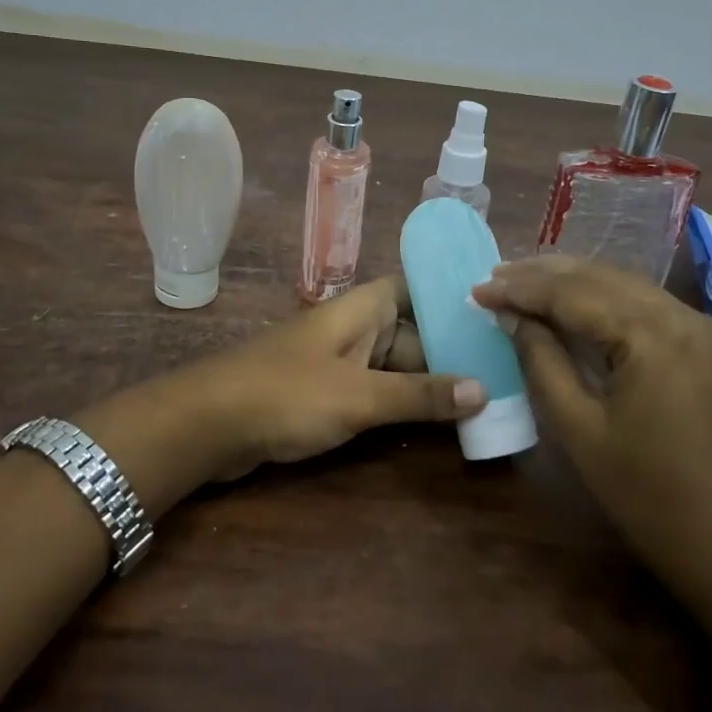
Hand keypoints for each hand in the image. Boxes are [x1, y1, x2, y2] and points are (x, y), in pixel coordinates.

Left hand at [181, 274, 487, 479]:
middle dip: (451, 352)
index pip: (416, 288)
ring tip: (484, 401)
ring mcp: (338, 361)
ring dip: (429, 383)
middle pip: (413, 332)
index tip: (494, 315)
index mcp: (362, 309)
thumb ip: (420, 394)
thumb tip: (484, 389)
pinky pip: (374, 391)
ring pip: (395, 365)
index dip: (451, 297)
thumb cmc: (286, 394)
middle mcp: (354, 328)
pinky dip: (402, 403)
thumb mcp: (359, 395)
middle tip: (505, 374)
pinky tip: (434, 423)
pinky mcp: (325, 393)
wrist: (206, 424)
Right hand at [472, 256, 711, 565]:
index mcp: (655, 338)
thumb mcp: (577, 426)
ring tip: (520, 281)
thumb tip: (509, 315)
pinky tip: (568, 300)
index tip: (477, 288)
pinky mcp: (705, 339)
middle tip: (494, 276)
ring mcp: (701, 325)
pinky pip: (643, 303)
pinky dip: (600, 298)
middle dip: (543, 275)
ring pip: (623, 284)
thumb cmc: (643, 493)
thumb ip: (540, 359)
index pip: (575, 295)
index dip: (522, 289)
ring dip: (570, 281)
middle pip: (601, 278)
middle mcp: (684, 316)